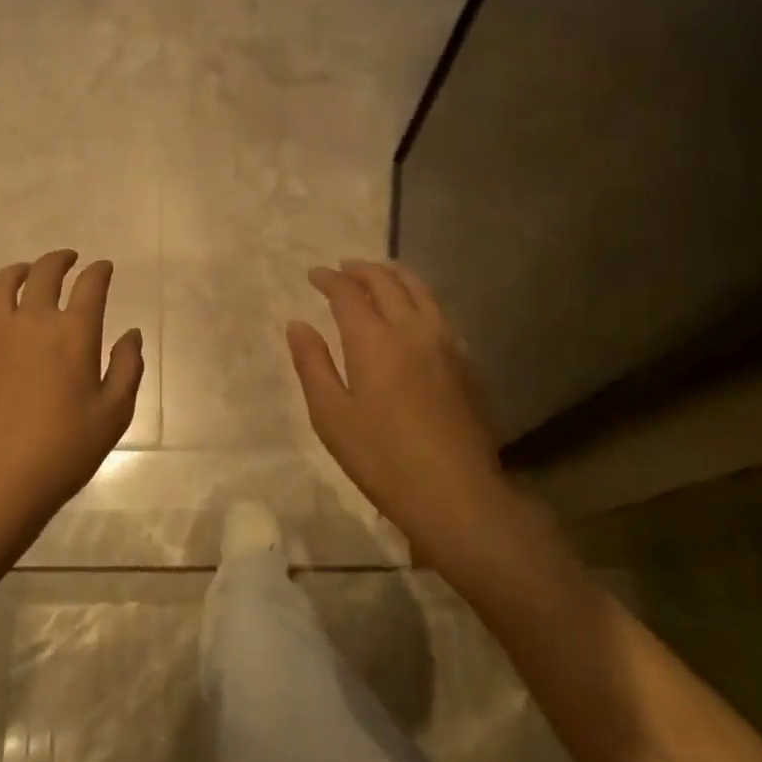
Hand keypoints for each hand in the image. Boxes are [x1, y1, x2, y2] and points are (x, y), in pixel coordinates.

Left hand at [0, 250, 143, 550]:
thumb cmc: (64, 450)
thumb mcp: (114, 414)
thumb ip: (128, 367)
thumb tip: (132, 334)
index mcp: (73, 333)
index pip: (90, 285)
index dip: (100, 271)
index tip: (104, 268)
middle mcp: (32, 320)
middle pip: (46, 272)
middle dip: (61, 260)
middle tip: (69, 260)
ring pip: (3, 281)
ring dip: (22, 270)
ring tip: (29, 273)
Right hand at [287, 260, 508, 560]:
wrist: (455, 492)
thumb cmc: (381, 457)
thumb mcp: (331, 416)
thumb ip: (313, 364)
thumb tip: (297, 324)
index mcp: (374, 340)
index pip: (349, 293)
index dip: (329, 279)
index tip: (314, 274)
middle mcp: (412, 330)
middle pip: (388, 283)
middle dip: (362, 270)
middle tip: (343, 268)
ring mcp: (445, 344)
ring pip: (420, 291)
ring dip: (395, 276)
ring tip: (378, 276)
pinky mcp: (464, 362)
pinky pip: (437, 312)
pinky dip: (417, 297)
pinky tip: (412, 312)